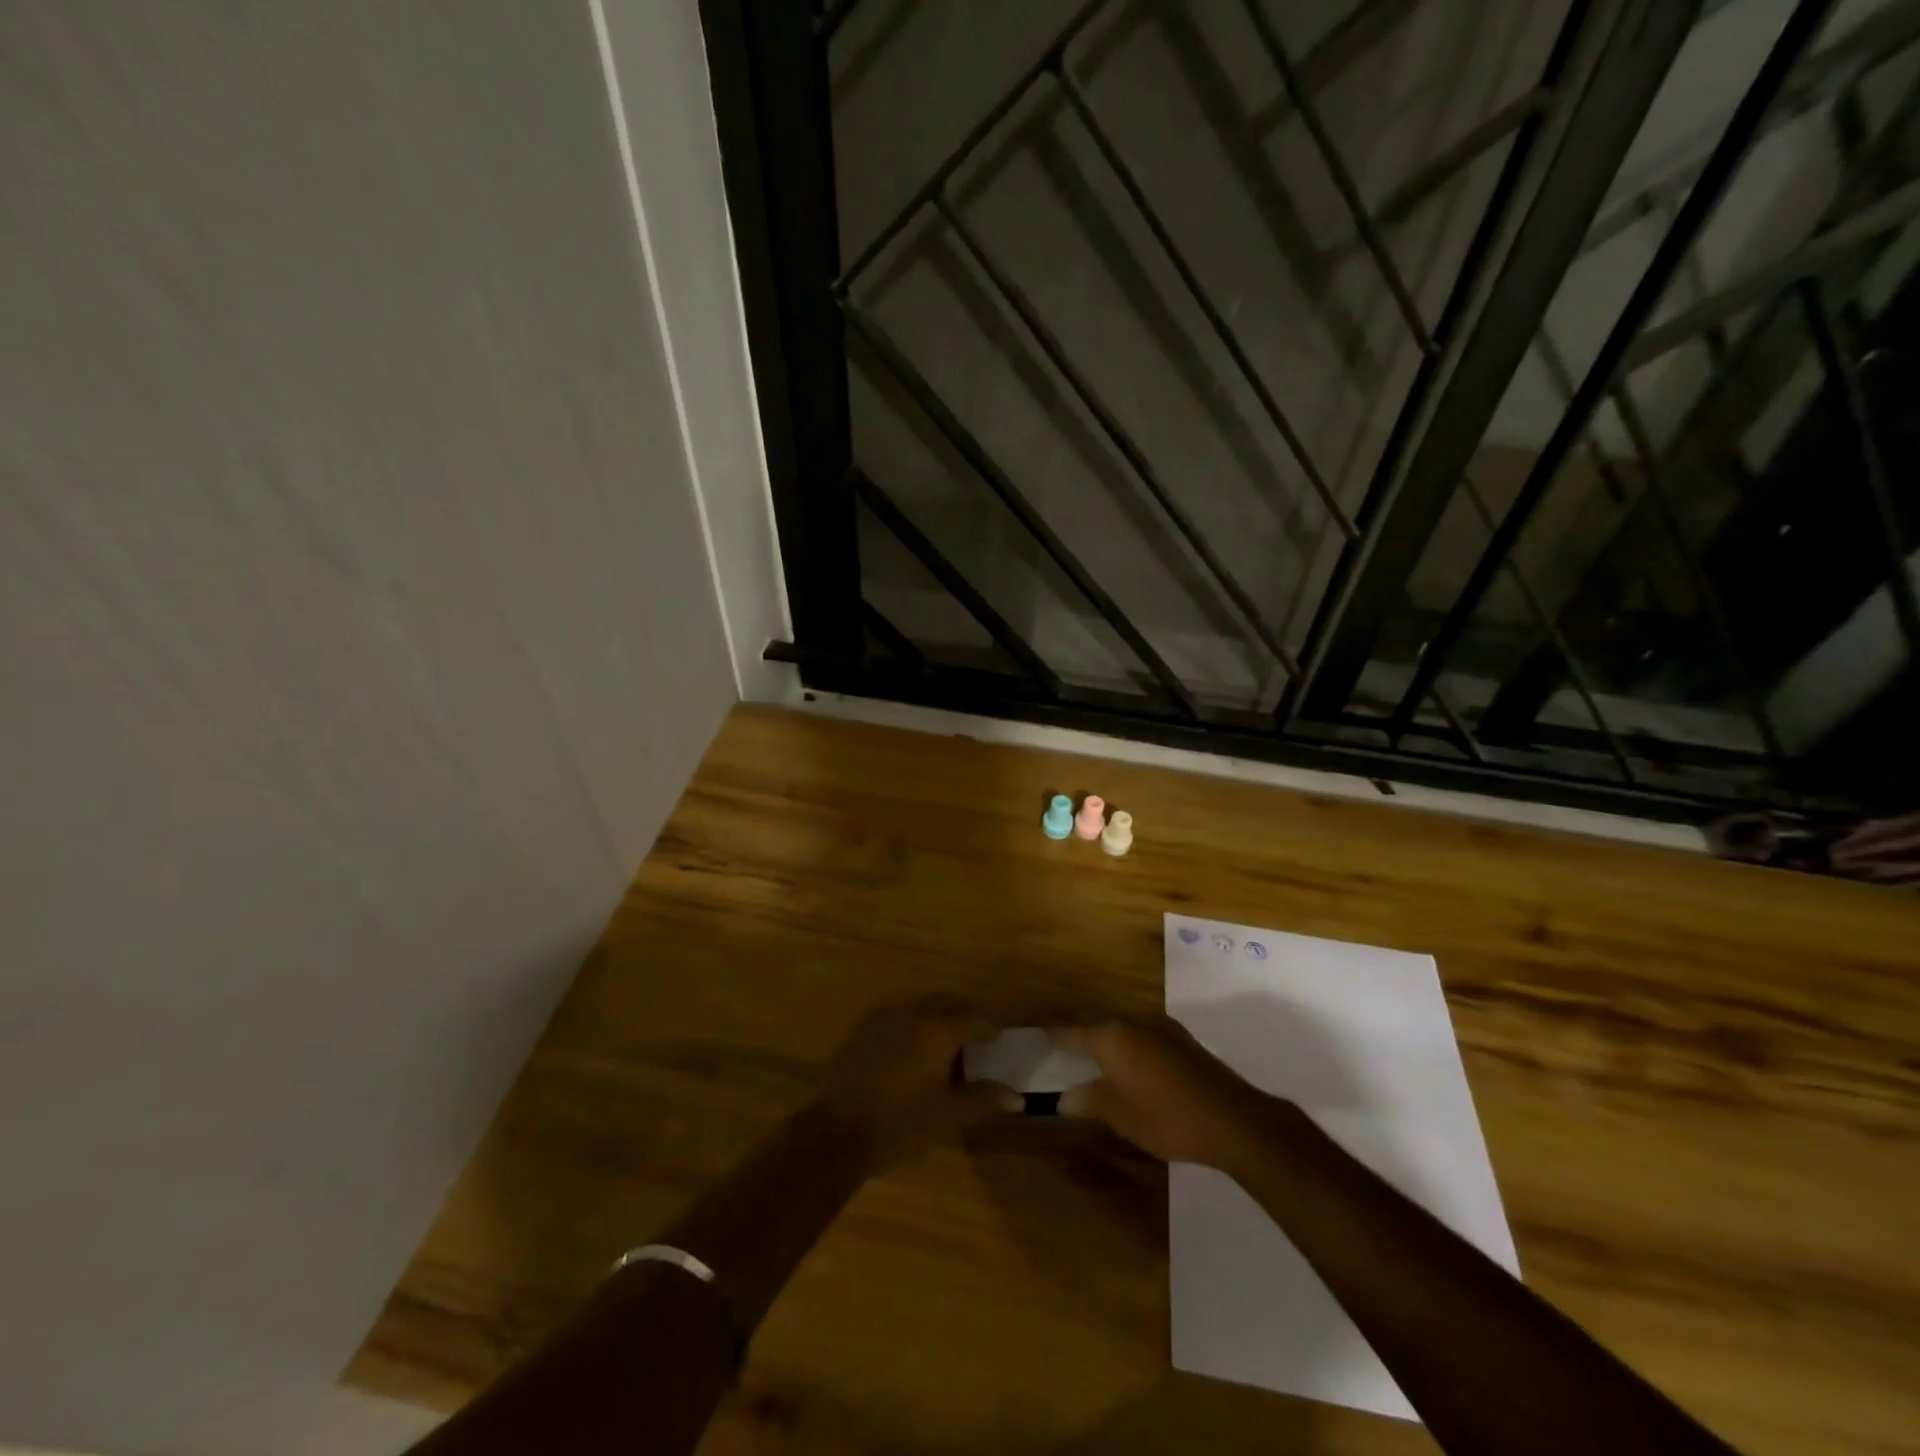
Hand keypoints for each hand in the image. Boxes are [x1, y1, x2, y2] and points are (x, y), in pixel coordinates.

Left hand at [814, 999, 1019, 1169]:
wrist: (836, 1132)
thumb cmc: (900, 1126)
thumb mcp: (947, 1117)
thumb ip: (983, 1100)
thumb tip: (1018, 1098)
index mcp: (937, 1031)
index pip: (972, 1016)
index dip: (988, 1025)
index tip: (996, 1039)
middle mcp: (912, 1014)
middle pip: (946, 1003)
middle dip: (963, 1015)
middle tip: (974, 1037)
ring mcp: (883, 1019)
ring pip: (920, 1007)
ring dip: (936, 1017)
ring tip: (944, 1044)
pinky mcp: (862, 1030)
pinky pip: (897, 1016)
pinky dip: (912, 1024)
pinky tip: (910, 1050)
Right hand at [1053, 1015, 1279, 1171]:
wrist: (1232, 1119)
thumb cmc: (1167, 1117)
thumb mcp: (1120, 1116)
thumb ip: (1089, 1101)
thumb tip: (1064, 1098)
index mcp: (1111, 1036)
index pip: (1071, 1030)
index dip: (1053, 1033)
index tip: (1037, 1031)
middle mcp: (1133, 1021)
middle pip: (1097, 1024)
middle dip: (1080, 1035)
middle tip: (1062, 1048)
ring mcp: (1160, 1027)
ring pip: (1122, 1028)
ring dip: (1107, 1040)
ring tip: (1094, 1058)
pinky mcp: (1181, 1040)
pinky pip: (1142, 1036)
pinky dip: (1130, 1047)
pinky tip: (1131, 1066)